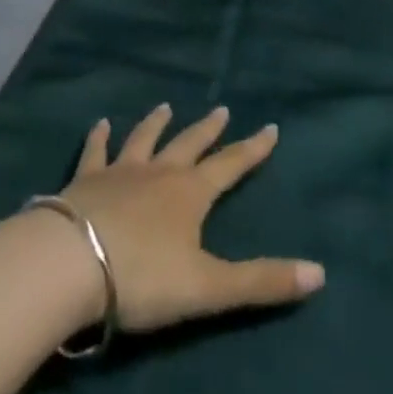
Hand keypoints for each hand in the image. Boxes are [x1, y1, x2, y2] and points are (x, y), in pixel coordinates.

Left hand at [43, 103, 325, 333]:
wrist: (72, 263)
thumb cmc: (144, 277)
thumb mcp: (209, 287)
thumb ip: (262, 281)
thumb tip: (320, 273)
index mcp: (190, 194)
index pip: (230, 165)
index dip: (252, 149)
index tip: (270, 127)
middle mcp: (159, 172)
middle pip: (189, 144)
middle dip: (208, 129)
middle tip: (221, 109)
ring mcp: (120, 171)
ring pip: (144, 139)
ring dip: (157, 123)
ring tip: (166, 106)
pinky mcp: (85, 180)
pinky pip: (95, 151)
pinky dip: (99, 136)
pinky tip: (100, 123)